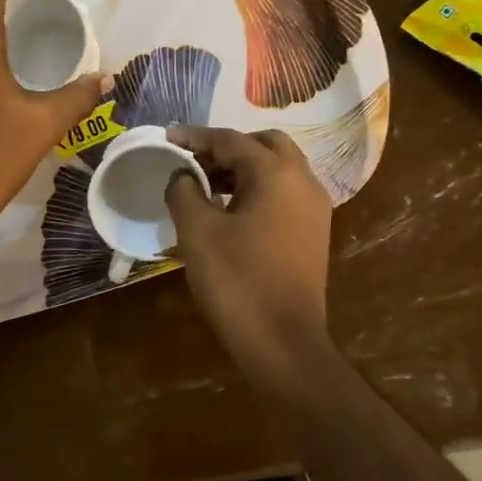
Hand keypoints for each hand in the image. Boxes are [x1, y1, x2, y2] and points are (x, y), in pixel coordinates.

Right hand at [165, 127, 335, 390]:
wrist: (284, 343)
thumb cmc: (237, 281)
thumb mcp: (197, 232)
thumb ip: (184, 191)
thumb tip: (182, 175)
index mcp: (276, 173)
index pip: (230, 140)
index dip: (194, 137)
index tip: (167, 138)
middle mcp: (303, 180)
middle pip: (264, 144)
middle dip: (226, 147)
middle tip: (193, 161)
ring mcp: (314, 207)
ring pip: (278, 168)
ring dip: (243, 167)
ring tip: (205, 184)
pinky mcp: (314, 230)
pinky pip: (284, 192)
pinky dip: (258, 188)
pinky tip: (230, 208)